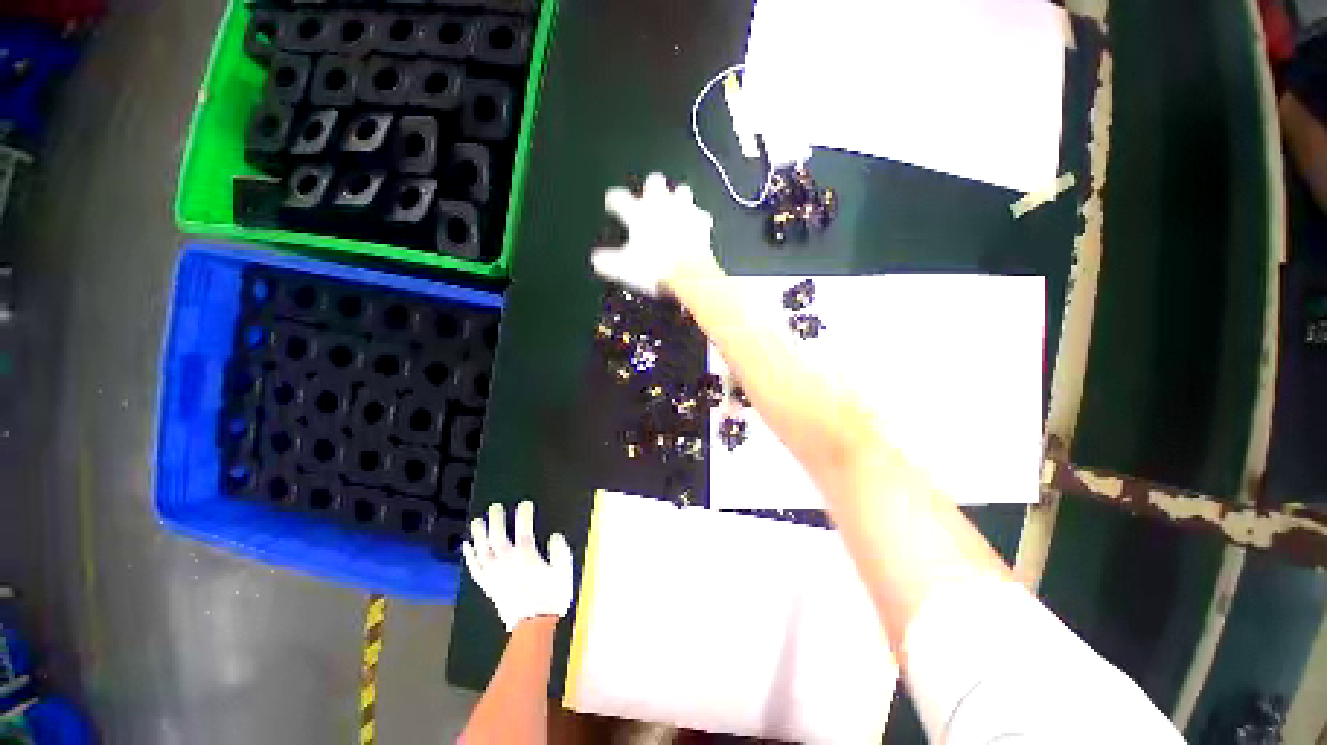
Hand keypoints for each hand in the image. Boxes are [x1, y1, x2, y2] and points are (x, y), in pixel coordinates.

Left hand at [463, 501, 573, 630]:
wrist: (533, 627)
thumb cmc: (550, 597)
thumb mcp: (564, 573)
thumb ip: (560, 552)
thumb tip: (555, 536)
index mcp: (526, 556)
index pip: (523, 528)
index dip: (524, 514)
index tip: (525, 503)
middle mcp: (507, 561)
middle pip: (497, 536)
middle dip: (496, 520)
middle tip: (495, 507)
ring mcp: (494, 574)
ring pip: (483, 550)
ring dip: (479, 534)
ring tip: (476, 521)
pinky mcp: (488, 585)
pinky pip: (475, 568)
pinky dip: (469, 556)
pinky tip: (466, 546)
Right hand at [590, 172, 719, 296]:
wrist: (689, 274)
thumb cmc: (653, 269)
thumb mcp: (624, 269)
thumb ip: (607, 262)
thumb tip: (595, 260)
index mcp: (638, 213)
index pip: (619, 198)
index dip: (614, 200)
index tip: (612, 205)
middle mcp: (660, 205)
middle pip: (655, 182)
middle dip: (651, 187)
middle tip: (649, 196)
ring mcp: (684, 211)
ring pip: (681, 192)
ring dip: (677, 198)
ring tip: (675, 208)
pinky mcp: (702, 222)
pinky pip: (700, 215)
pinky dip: (697, 219)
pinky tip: (696, 226)